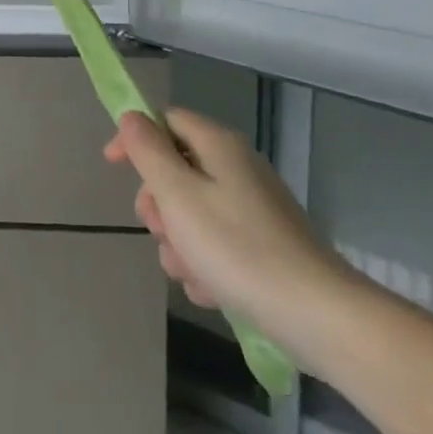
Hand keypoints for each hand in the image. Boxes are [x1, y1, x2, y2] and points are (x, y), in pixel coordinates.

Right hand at [104, 107, 360, 363]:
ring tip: (190, 271)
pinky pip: (216, 244)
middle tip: (159, 230)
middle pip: (176, 170)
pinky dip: (205, 264)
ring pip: (192, 213)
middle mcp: (237, 169)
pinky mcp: (264, 246)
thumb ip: (149, 151)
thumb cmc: (238, 248)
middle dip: (158, 204)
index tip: (113, 167)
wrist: (318, 316)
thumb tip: (131, 116)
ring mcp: (254, 209)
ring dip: (179, 243)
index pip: (166, 120)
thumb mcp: (178, 195)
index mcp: (218, 146)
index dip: (136, 138)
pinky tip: (211, 290)